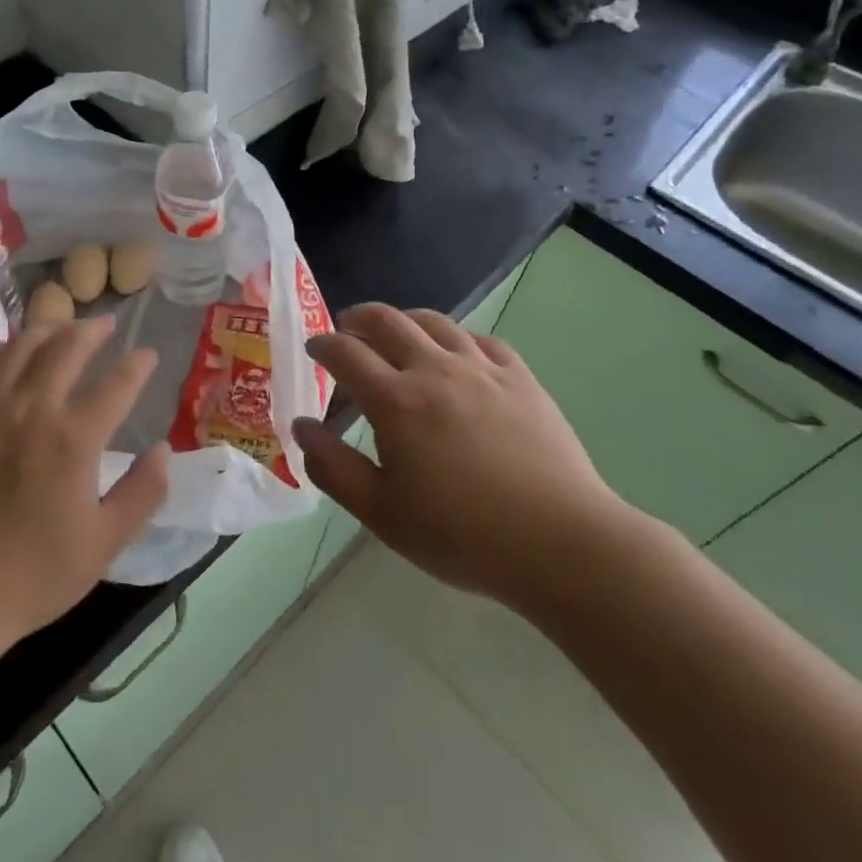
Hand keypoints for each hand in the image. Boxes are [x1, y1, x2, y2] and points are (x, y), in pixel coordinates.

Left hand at [0, 316, 168, 692]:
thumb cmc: (32, 576)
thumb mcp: (104, 545)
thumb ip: (144, 492)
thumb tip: (164, 450)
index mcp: (73, 439)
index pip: (117, 384)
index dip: (138, 365)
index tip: (149, 355)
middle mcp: (30, 409)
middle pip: (67, 347)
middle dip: (94, 330)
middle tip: (108, 325)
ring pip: (21, 346)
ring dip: (49, 330)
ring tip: (63, 329)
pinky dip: (0, 352)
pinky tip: (9, 356)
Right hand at [294, 304, 628, 614]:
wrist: (560, 542)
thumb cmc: (462, 535)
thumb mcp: (382, 513)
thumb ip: (333, 467)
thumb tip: (301, 426)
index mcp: (396, 401)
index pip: (346, 353)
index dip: (323, 344)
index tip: (314, 348)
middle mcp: (435, 370)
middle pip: (388, 320)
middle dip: (359, 318)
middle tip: (348, 328)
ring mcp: (482, 369)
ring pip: (435, 322)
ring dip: (405, 321)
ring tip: (398, 334)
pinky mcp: (520, 377)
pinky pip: (481, 340)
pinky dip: (457, 339)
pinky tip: (458, 356)